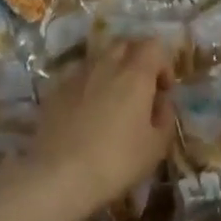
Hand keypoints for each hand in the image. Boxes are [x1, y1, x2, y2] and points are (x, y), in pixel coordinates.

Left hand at [23, 38, 175, 220]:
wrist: (58, 176)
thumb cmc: (116, 161)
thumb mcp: (156, 146)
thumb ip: (165, 116)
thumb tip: (161, 101)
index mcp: (135, 74)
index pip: (153, 45)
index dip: (163, 63)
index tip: (163, 90)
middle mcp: (106, 64)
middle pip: (125, 44)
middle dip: (137, 59)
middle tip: (140, 89)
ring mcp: (77, 75)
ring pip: (99, 58)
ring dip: (111, 70)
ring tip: (112, 100)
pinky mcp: (55, 89)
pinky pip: (78, 76)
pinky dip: (88, 85)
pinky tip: (86, 113)